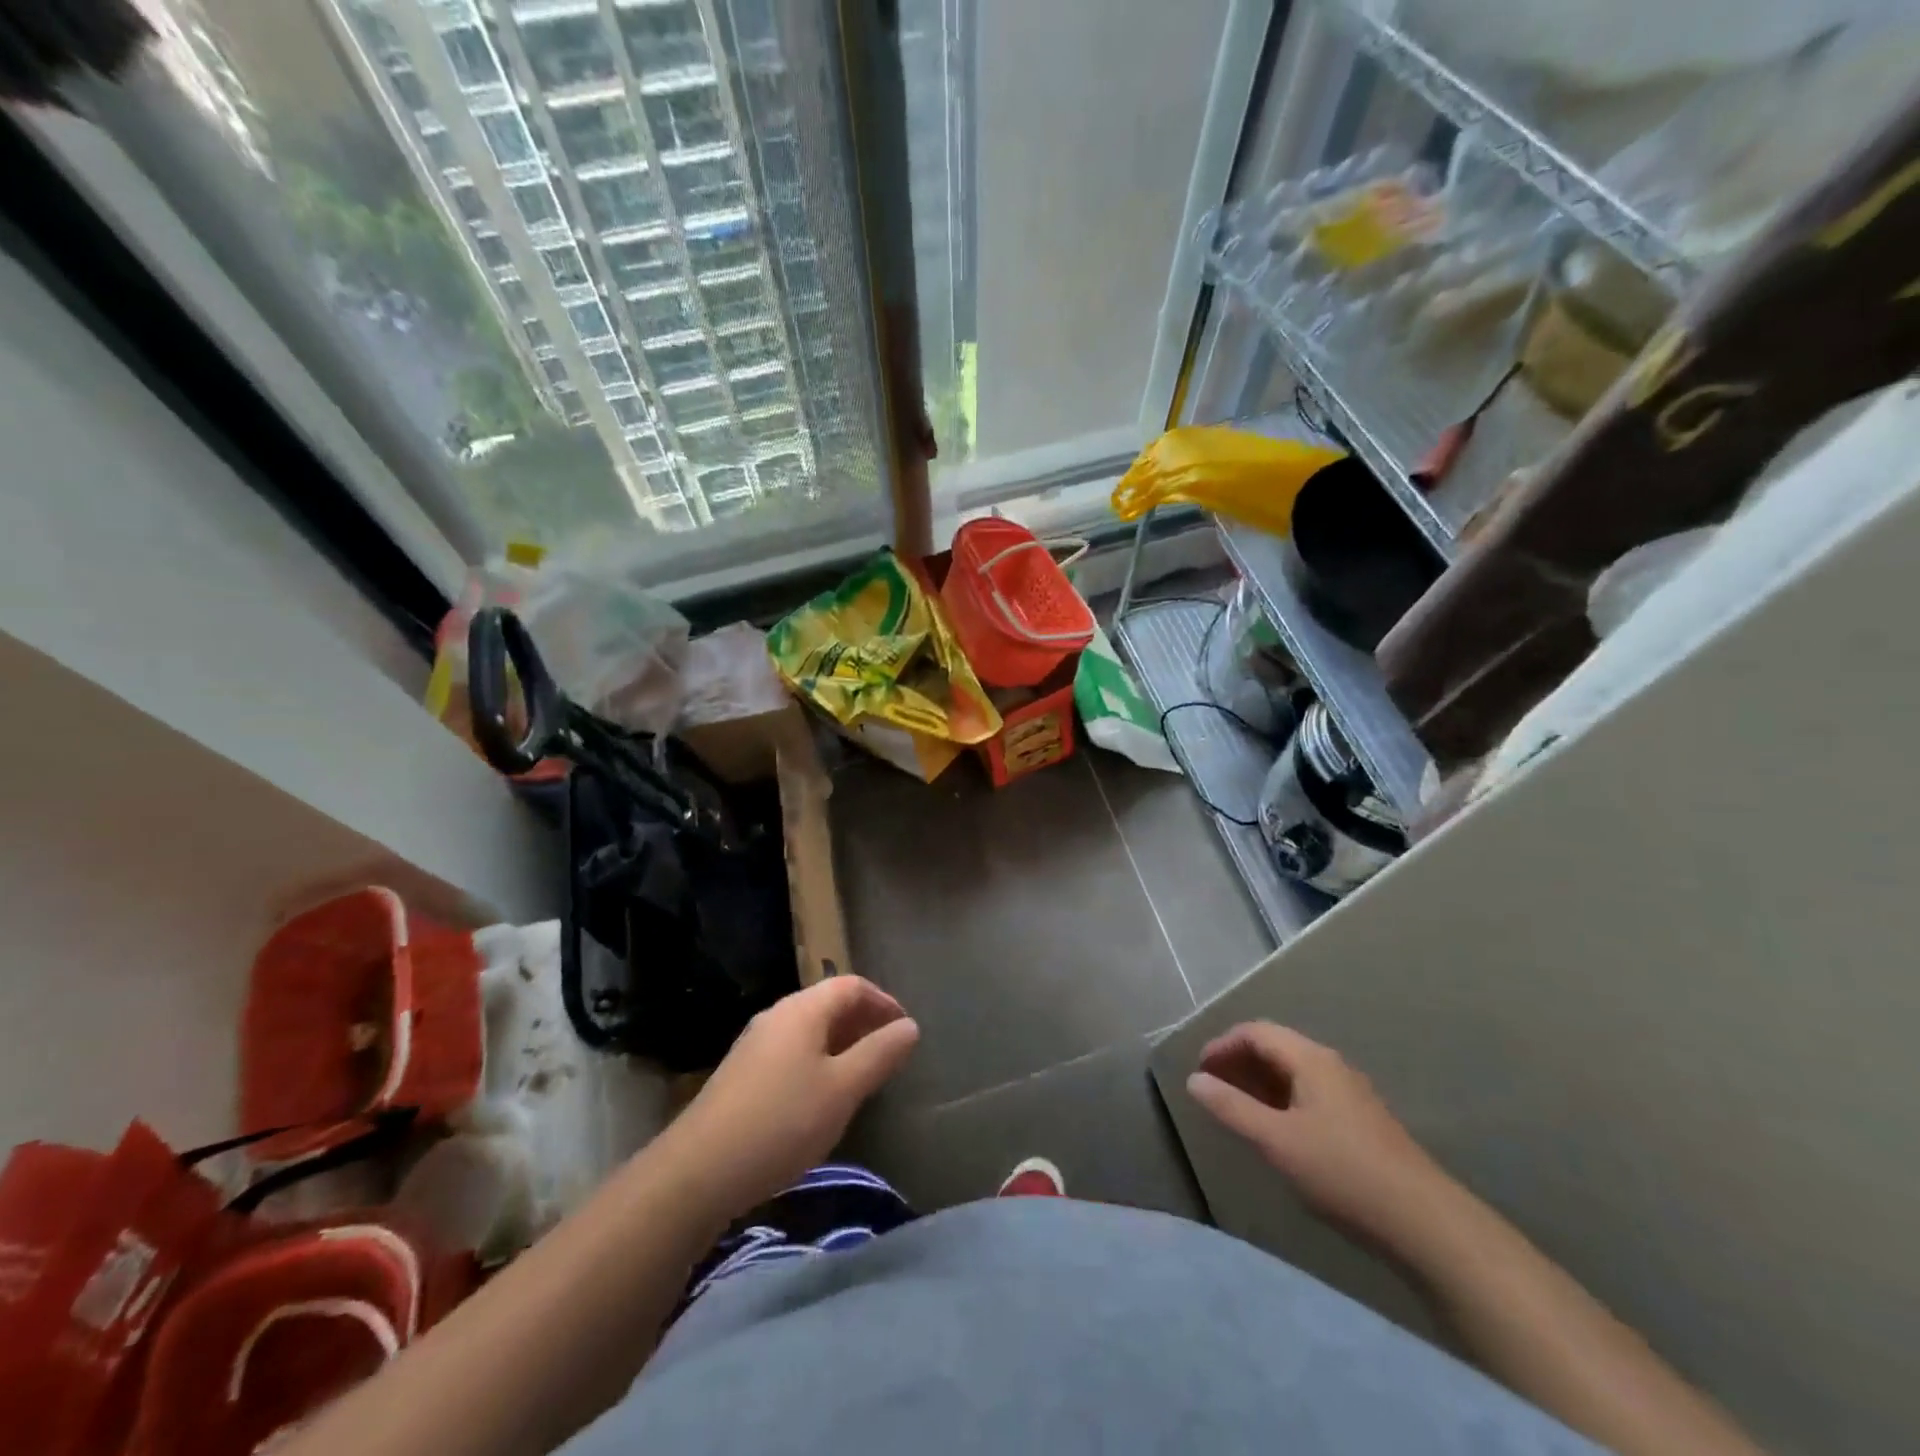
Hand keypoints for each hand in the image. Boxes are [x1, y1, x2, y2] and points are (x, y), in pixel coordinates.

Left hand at [657, 977, 919, 1222]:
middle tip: (889, 1053)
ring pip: (809, 1030)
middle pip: (828, 1003)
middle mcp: (777, 1016)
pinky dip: (818, 1061)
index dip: (883, 1001)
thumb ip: (879, 1054)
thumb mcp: (842, 1089)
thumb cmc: (782, 1121)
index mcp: (803, 1010)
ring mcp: (755, 1044)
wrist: (698, 1171)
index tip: (905, 1030)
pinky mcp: (742, 1074)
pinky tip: (822, 1098)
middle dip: (863, 1022)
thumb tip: (910, 1026)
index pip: (851, 985)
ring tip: (862, 1076)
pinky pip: (792, 1052)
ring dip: (841, 1044)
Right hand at [1186, 1023, 1451, 1250]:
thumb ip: (1231, 1107)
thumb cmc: (1342, 1172)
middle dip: (1238, 1062)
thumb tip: (1194, 1080)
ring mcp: (1349, 1093)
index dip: (1222, 1045)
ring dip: (1259, 1082)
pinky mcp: (1360, 1121)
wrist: (1425, 1223)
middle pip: (1275, 1047)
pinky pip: (1309, 1093)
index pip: (1256, 1032)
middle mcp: (1331, 1065)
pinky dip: (1281, 1100)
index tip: (1199, 1071)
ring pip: (1293, 1072)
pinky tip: (1276, 1131)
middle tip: (1212, 1089)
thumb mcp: (1276, 1140)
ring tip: (1236, 1109)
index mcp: (1310, 1059)